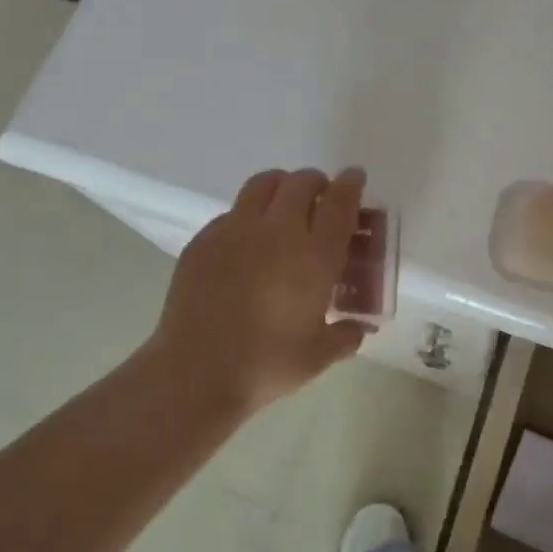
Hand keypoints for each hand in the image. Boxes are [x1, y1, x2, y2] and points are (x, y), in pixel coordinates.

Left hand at [154, 167, 369, 412]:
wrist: (195, 373)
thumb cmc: (266, 365)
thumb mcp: (318, 356)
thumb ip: (345, 336)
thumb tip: (357, 328)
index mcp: (314, 256)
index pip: (340, 202)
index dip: (351, 184)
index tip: (355, 178)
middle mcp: (278, 231)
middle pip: (302, 182)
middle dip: (316, 182)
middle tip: (320, 197)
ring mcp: (236, 230)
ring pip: (263, 184)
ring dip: (281, 186)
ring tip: (283, 205)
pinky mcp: (203, 240)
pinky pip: (232, 212)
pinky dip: (248, 215)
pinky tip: (246, 243)